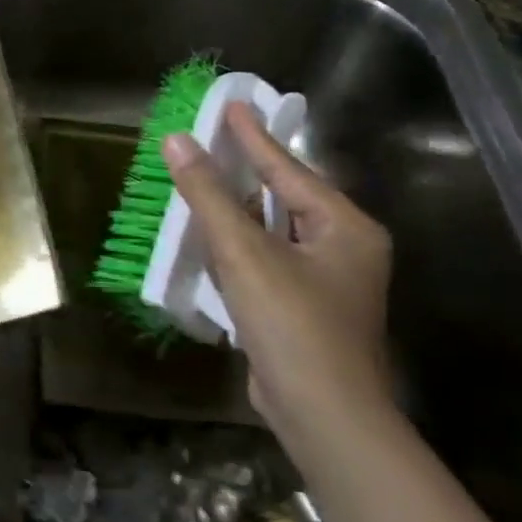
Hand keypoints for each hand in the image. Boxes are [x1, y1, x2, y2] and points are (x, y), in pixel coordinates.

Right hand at [163, 107, 392, 452]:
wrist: (323, 416)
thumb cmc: (291, 324)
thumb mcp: (244, 252)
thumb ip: (209, 194)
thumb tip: (176, 140)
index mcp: (345, 227)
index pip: (290, 168)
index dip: (255, 136)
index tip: (231, 104)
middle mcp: (343, 248)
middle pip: (286, 195)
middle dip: (248, 169)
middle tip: (214, 137)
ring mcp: (326, 281)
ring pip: (275, 228)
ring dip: (239, 207)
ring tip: (206, 178)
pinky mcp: (305, 307)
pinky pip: (268, 258)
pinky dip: (241, 243)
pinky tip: (214, 236)